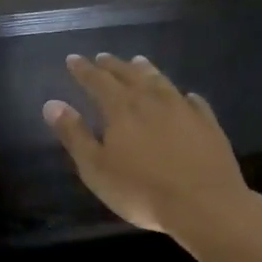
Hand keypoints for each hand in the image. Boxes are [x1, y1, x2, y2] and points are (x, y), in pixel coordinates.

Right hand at [43, 53, 252, 239]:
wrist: (204, 204)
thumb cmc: (141, 190)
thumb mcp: (96, 168)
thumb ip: (74, 135)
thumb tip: (52, 104)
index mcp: (122, 109)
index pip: (97, 81)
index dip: (83, 69)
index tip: (73, 59)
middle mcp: (152, 100)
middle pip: (129, 75)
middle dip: (113, 65)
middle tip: (102, 57)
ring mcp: (184, 109)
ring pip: (161, 81)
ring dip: (146, 70)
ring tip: (138, 61)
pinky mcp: (208, 124)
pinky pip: (194, 101)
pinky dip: (183, 95)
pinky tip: (185, 96)